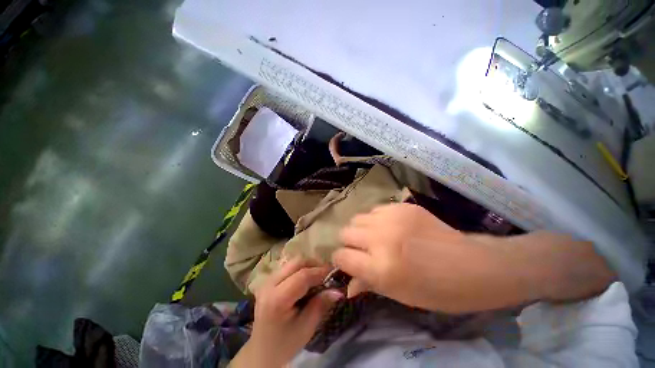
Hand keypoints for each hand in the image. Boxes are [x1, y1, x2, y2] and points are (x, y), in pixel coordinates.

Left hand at [231, 258, 342, 367]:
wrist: (262, 350)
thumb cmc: (285, 343)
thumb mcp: (306, 327)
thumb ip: (321, 304)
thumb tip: (338, 290)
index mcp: (277, 300)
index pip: (302, 276)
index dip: (320, 271)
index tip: (334, 273)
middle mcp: (269, 284)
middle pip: (296, 263)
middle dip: (314, 264)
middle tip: (327, 273)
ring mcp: (267, 280)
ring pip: (292, 262)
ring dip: (308, 265)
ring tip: (319, 275)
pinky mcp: (268, 279)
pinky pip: (288, 266)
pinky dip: (301, 268)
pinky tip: (307, 278)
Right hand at [332, 203, 614, 312]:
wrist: (472, 265)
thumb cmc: (437, 290)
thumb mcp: (398, 294)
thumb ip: (367, 285)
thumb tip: (347, 286)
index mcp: (381, 268)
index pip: (341, 256)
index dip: (341, 260)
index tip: (347, 262)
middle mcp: (381, 239)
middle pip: (345, 232)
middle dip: (349, 243)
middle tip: (362, 250)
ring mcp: (392, 218)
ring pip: (357, 218)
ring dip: (361, 229)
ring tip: (375, 237)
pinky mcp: (402, 206)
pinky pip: (375, 210)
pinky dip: (376, 220)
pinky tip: (389, 227)